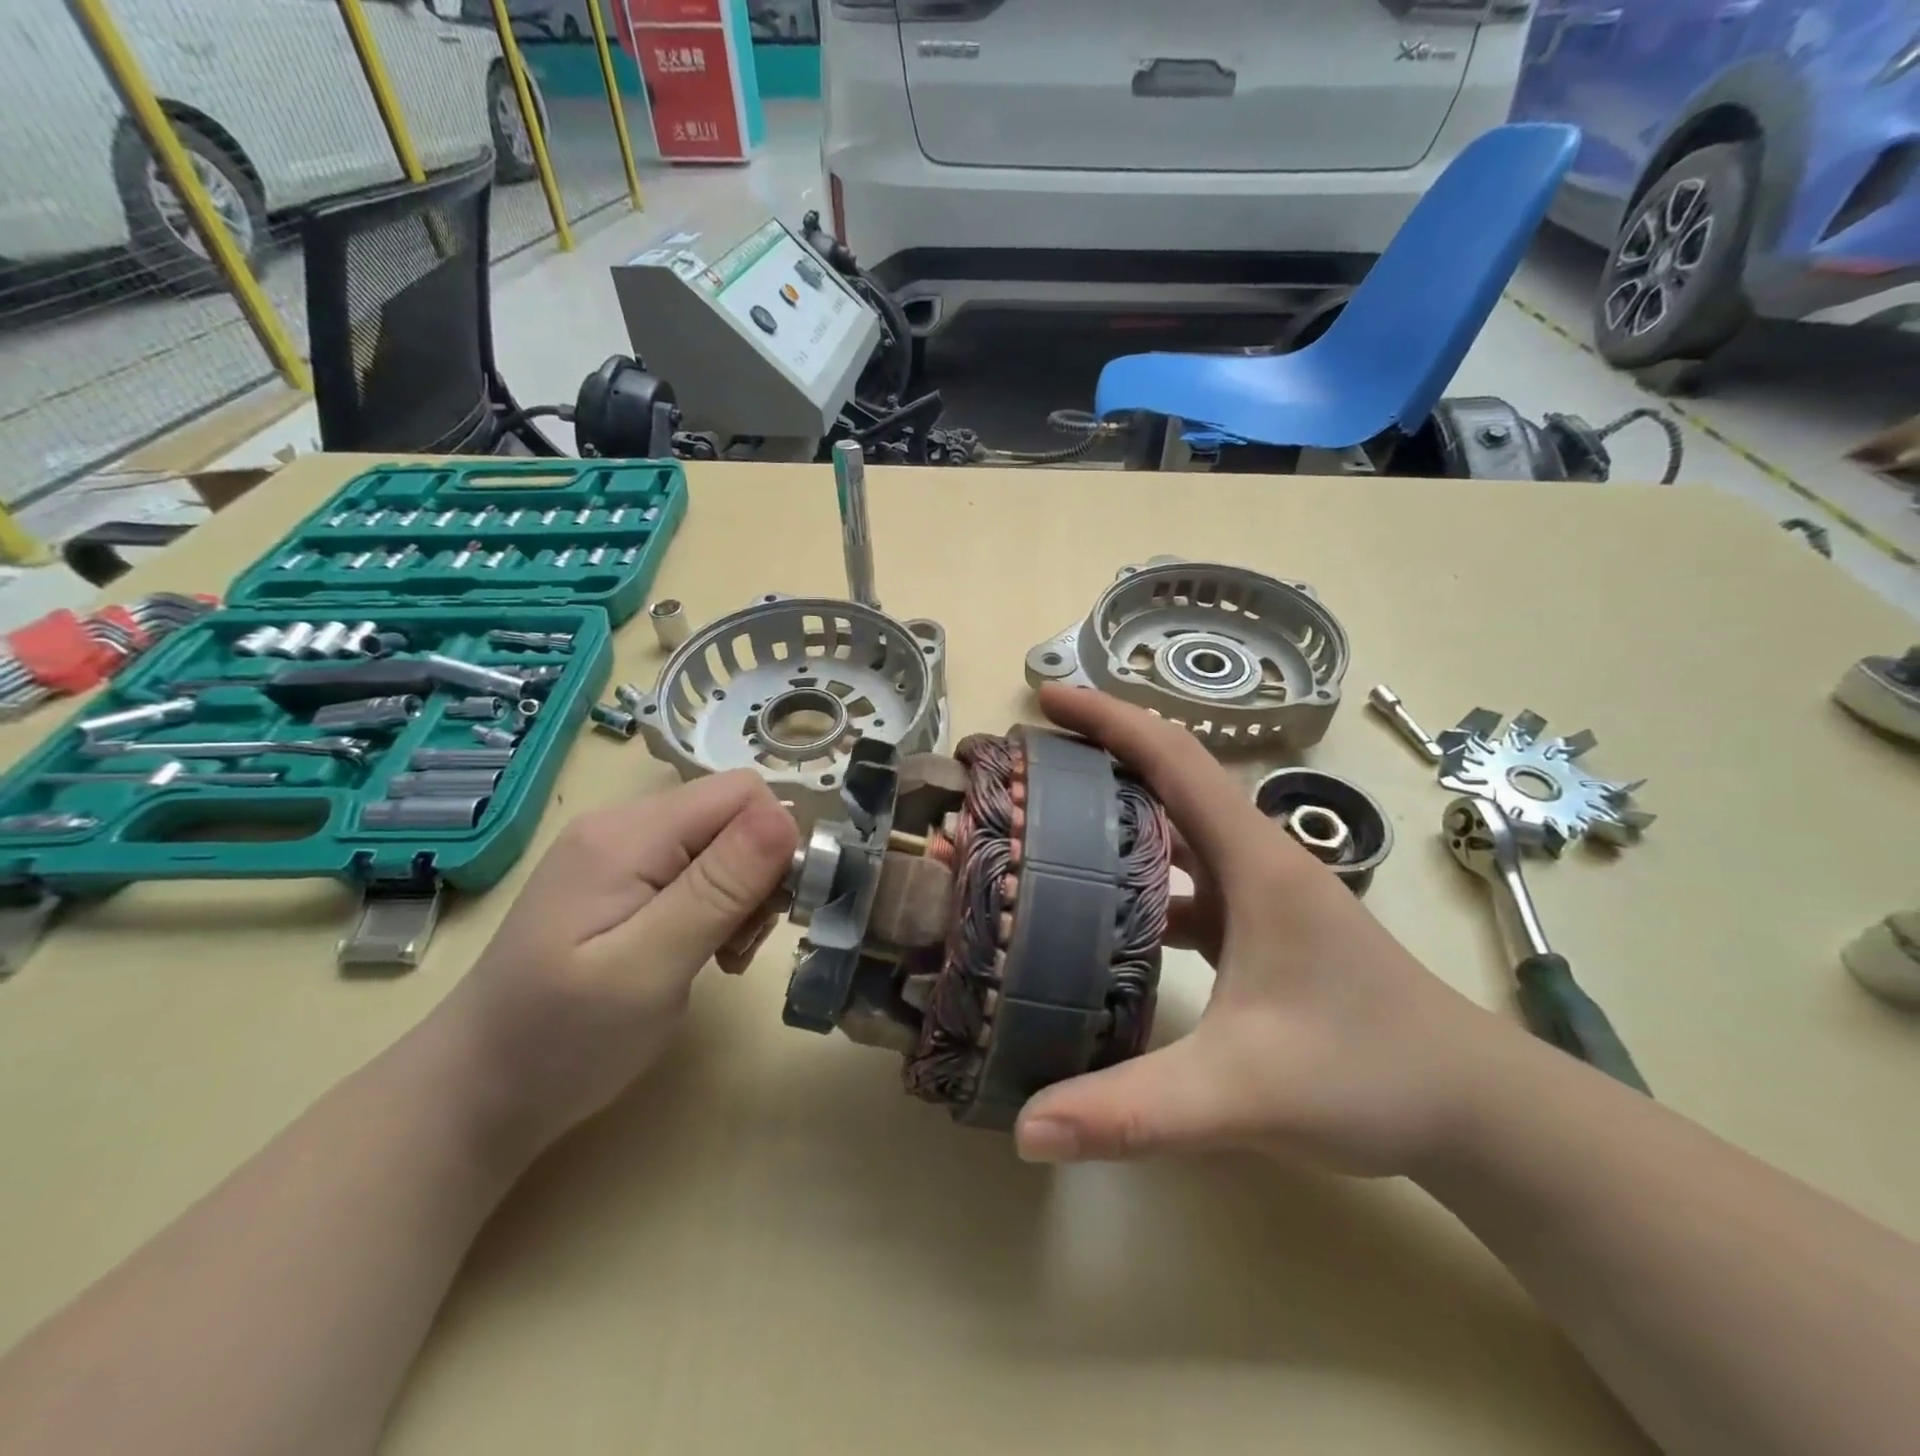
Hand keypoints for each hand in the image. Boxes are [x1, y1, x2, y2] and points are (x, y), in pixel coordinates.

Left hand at [432, 771, 797, 1165]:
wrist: (473, 1094)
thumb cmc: (560, 1040)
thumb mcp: (648, 967)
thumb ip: (719, 888)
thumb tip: (785, 816)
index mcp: (628, 834)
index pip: (742, 792)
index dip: (775, 842)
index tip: (769, 913)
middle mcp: (623, 825)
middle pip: (733, 815)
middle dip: (759, 874)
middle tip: (740, 945)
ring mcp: (618, 852)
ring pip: (721, 843)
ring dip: (741, 895)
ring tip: (721, 956)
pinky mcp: (620, 881)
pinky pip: (696, 868)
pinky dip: (717, 906)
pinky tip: (701, 950)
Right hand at [1014, 687, 1513, 1178]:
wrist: (1476, 1110)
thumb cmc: (1371, 1074)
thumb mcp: (1242, 1092)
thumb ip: (1134, 1111)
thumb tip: (1025, 1128)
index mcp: (1255, 861)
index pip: (1174, 758)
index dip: (1109, 718)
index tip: (1046, 696)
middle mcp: (1257, 861)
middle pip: (1170, 780)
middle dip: (1099, 755)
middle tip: (1026, 763)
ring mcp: (1262, 895)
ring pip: (1178, 831)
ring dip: (1119, 813)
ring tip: (1046, 823)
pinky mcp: (1261, 929)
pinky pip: (1188, 882)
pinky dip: (1142, 876)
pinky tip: (1101, 911)